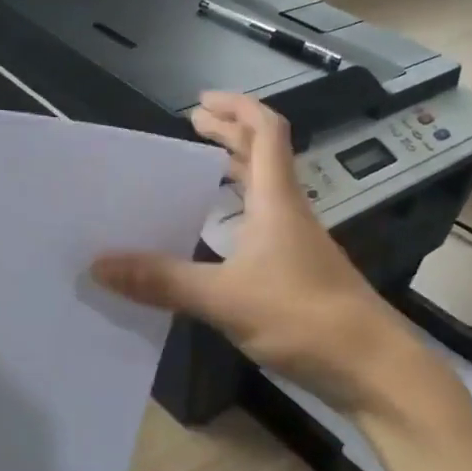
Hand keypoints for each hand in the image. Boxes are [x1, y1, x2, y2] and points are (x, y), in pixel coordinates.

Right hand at [92, 93, 432, 416]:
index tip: (201, 102)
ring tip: (196, 171)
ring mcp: (297, 242)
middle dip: (229, 133)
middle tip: (192, 124)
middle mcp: (289, 212)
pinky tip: (214, 235)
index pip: (265, 132)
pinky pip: (263, 223)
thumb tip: (100, 264)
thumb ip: (162, 280)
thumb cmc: (302, 316)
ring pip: (264, 190)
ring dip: (234, 171)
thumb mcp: (224, 297)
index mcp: (276, 200)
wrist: (372, 368)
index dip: (236, 108)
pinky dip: (237, 212)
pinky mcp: (298, 271)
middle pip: (263, 155)